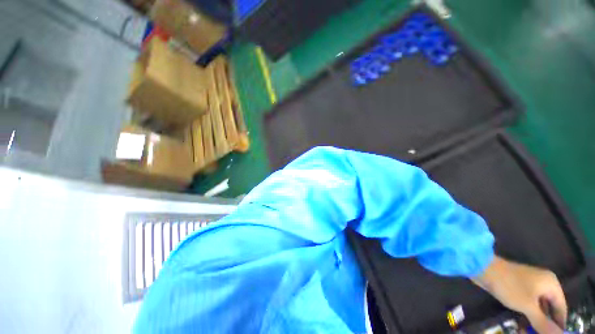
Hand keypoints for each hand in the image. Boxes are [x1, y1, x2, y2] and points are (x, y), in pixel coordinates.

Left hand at [472, 256, 566, 333]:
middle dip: (544, 325)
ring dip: (534, 322)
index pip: (561, 308)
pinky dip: (525, 316)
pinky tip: (522, 328)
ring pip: (537, 309)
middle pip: (549, 309)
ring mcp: (530, 286)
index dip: (559, 325)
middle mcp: (544, 284)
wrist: (483, 269)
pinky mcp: (518, 289)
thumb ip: (544, 323)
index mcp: (551, 284)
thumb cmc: (510, 286)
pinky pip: (527, 305)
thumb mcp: (529, 306)